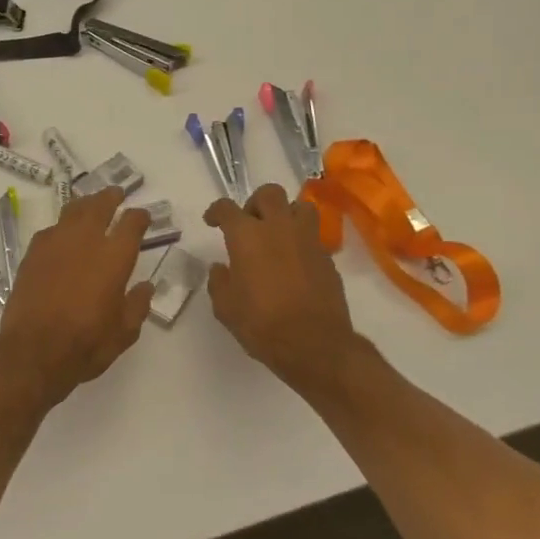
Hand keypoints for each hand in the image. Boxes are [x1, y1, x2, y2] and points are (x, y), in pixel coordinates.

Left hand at [0, 186, 153, 402]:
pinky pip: (51, 229)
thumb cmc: (87, 343)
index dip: (139, 217)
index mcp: (115, 256)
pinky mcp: (33, 252)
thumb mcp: (124, 332)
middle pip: (100, 205)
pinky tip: (62, 234)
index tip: (143, 216)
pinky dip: (62, 227)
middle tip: (116, 193)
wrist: (35, 350)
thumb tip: (146, 286)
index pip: (132, 223)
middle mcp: (86, 240)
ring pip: (73, 210)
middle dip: (110, 197)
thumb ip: (137, 304)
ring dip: (85, 204)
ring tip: (90, 204)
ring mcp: (56, 242)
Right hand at [204, 185, 374, 396]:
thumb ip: (219, 281)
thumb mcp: (225, 307)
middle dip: (255, 203)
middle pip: (269, 193)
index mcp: (247, 235)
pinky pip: (313, 235)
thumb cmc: (261, 324)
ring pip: (300, 206)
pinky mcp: (327, 257)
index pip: (226, 208)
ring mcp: (307, 240)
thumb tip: (221, 268)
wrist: (315, 344)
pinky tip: (295, 261)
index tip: (212, 222)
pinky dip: (302, 240)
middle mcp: (278, 228)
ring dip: (286, 213)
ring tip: (278, 233)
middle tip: (249, 223)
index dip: (216, 211)